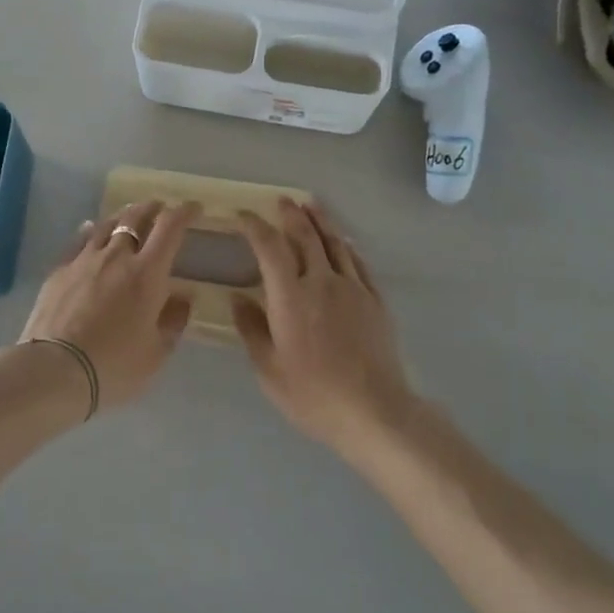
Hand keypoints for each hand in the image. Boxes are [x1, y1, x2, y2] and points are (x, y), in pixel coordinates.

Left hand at [13, 200, 199, 413]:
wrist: (54, 369)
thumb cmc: (113, 365)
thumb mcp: (155, 353)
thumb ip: (173, 321)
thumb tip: (183, 297)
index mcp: (147, 273)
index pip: (170, 228)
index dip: (184, 212)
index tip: (194, 208)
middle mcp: (117, 256)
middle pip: (136, 218)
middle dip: (152, 208)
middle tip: (160, 207)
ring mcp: (84, 259)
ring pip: (106, 225)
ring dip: (122, 216)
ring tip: (128, 215)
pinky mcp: (60, 270)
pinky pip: (79, 240)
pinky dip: (91, 231)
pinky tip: (90, 230)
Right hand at [232, 199, 412, 453]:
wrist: (375, 412)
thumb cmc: (313, 394)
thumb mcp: (269, 369)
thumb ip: (252, 329)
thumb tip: (238, 298)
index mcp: (290, 296)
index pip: (269, 247)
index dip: (254, 227)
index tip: (243, 216)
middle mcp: (321, 282)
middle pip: (306, 236)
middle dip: (291, 214)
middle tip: (282, 200)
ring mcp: (353, 289)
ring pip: (335, 243)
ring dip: (320, 221)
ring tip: (311, 206)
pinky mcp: (375, 301)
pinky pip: (358, 263)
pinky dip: (345, 247)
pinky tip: (342, 243)